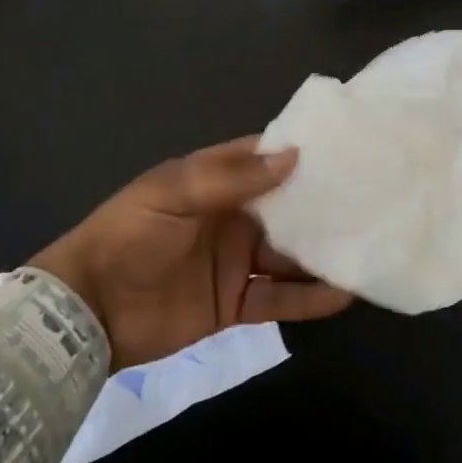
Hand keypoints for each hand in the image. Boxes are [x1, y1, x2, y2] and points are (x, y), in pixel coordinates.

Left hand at [27, 137, 352, 369]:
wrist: (87, 312)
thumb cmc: (129, 237)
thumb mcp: (173, 194)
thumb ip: (231, 177)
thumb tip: (294, 156)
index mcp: (213, 181)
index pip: (264, 159)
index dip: (301, 153)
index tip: (346, 150)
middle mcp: (231, 217)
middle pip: (285, 207)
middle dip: (322, 205)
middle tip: (373, 201)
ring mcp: (235, 261)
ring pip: (289, 254)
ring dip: (323, 252)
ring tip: (368, 247)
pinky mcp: (235, 301)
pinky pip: (279, 297)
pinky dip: (309, 297)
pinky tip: (343, 293)